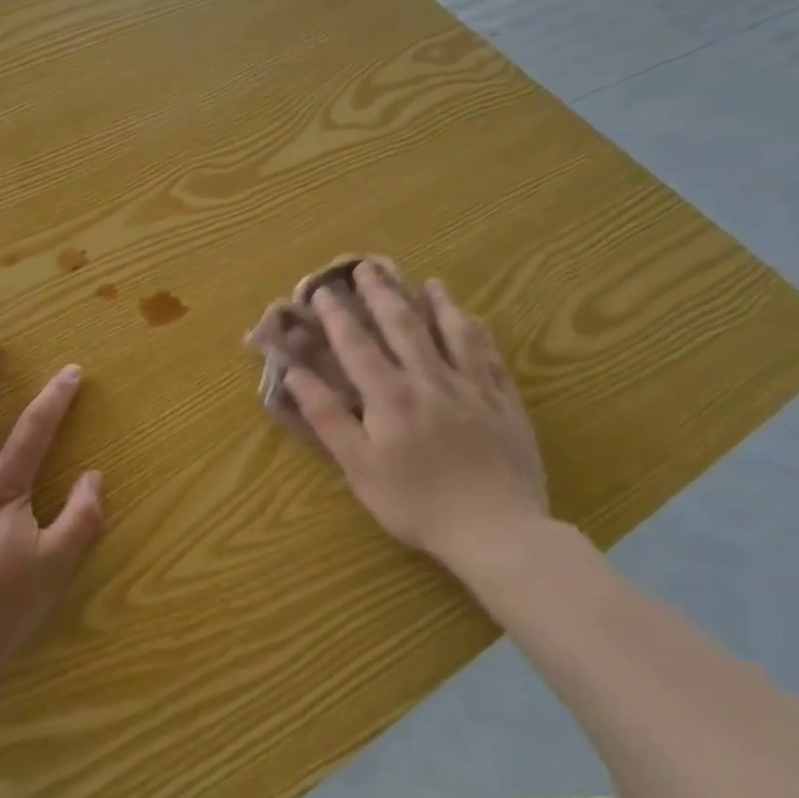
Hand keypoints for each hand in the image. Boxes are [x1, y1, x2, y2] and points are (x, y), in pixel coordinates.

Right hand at [285, 263, 547, 570]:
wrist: (498, 531)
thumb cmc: (417, 503)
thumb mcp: (359, 467)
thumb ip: (327, 417)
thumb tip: (294, 374)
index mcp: (390, 395)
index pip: (357, 344)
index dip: (337, 315)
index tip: (322, 290)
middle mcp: (430, 379)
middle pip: (403, 325)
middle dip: (382, 294)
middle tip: (368, 267)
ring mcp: (472, 388)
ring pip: (452, 332)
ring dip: (436, 303)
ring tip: (426, 281)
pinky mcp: (504, 402)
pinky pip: (489, 356)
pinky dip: (478, 332)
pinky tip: (474, 321)